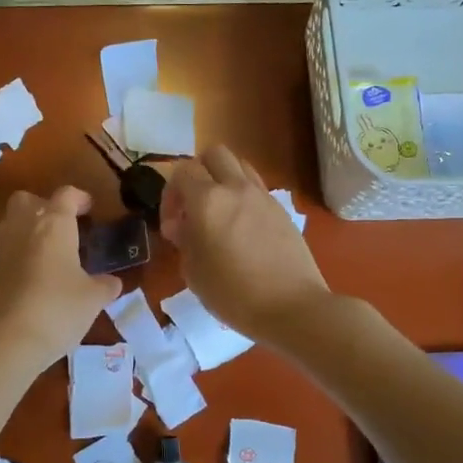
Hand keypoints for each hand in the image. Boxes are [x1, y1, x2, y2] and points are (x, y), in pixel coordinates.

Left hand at [0, 186, 119, 372]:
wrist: (5, 342)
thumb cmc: (57, 310)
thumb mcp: (93, 299)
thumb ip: (104, 286)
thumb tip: (111, 282)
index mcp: (53, 224)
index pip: (66, 195)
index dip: (80, 198)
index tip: (91, 210)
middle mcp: (22, 227)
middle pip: (27, 200)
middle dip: (44, 206)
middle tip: (64, 227)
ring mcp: (1, 249)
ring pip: (11, 222)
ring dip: (28, 229)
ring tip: (49, 253)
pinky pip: (5, 250)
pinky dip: (19, 254)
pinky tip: (34, 277)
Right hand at [160, 145, 329, 343]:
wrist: (292, 307)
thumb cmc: (233, 294)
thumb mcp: (193, 272)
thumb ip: (184, 240)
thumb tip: (182, 226)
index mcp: (208, 201)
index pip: (182, 171)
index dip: (170, 194)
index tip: (173, 225)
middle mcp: (236, 188)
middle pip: (214, 154)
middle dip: (198, 172)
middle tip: (193, 205)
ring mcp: (263, 197)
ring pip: (239, 165)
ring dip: (223, 179)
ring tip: (219, 212)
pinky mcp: (282, 210)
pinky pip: (257, 188)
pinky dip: (243, 196)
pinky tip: (241, 228)